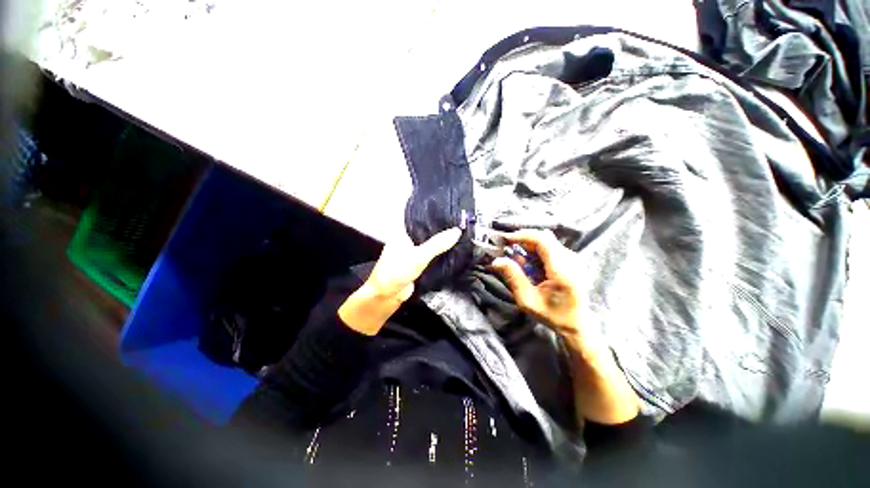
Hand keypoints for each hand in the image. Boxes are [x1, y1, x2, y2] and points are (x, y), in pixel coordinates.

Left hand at [338, 227, 460, 334]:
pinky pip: (430, 257)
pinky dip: (438, 256)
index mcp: (402, 233)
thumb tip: (456, 231)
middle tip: (459, 227)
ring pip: (429, 246)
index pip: (421, 220)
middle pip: (426, 233)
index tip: (452, 215)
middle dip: (441, 232)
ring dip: (440, 245)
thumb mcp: (419, 256)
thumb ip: (437, 244)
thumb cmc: (396, 272)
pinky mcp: (416, 265)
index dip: (435, 218)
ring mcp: (411, 253)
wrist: (386, 296)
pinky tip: (452, 253)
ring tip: (459, 237)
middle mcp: (406, 241)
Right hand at [490, 230, 585, 343]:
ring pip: (547, 240)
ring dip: (529, 244)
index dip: (522, 235)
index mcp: (562, 270)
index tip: (505, 239)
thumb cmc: (552, 315)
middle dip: (523, 239)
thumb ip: (513, 277)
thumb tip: (496, 260)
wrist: (577, 323)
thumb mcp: (528, 300)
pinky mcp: (571, 260)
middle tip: (507, 247)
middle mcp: (571, 260)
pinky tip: (528, 262)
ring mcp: (573, 259)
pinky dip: (536, 250)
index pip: (542, 240)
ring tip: (516, 256)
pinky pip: (551, 247)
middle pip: (544, 237)